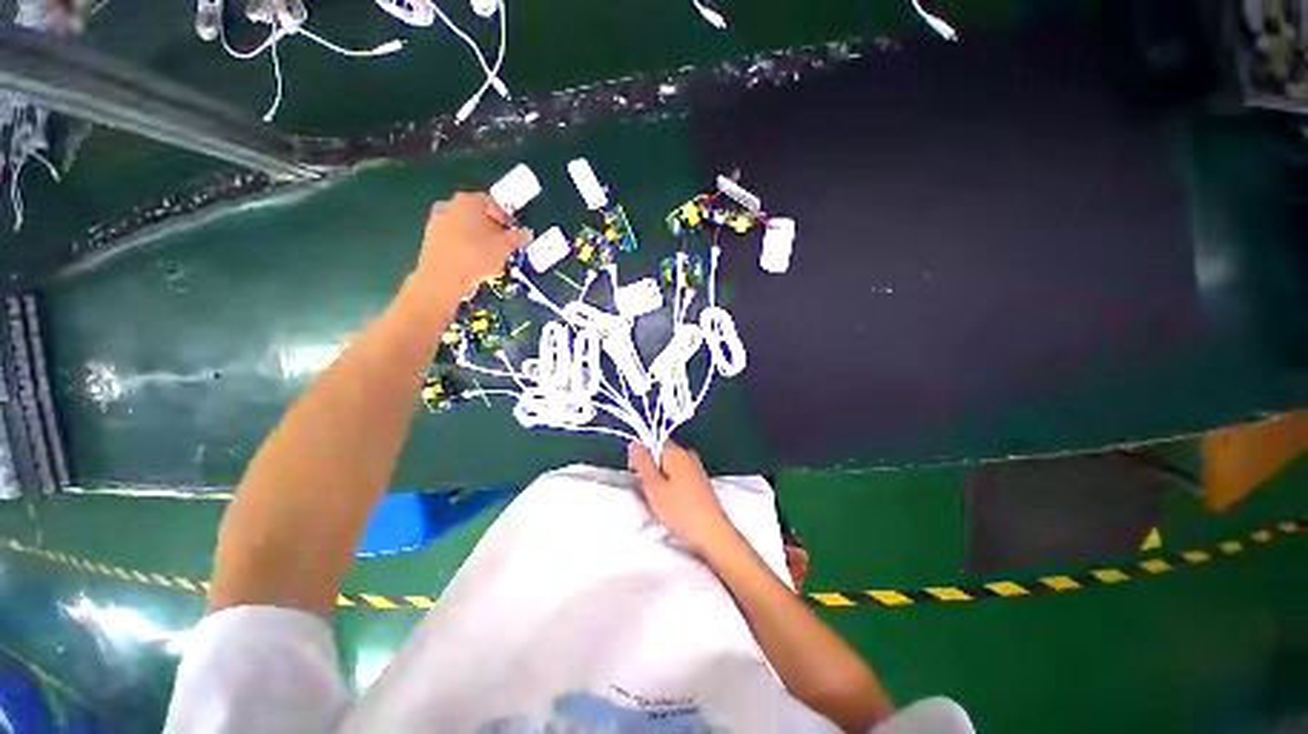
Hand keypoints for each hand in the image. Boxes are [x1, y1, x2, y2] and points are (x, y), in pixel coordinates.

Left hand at [415, 192, 531, 294]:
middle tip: (502, 241)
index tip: (512, 230)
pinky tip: (474, 260)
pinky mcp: (430, 239)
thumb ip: (517, 238)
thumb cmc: (476, 256)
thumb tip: (526, 233)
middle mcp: (449, 205)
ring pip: (463, 225)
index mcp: (468, 201)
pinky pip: (453, 237)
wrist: (442, 277)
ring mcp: (436, 221)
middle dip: (490, 226)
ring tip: (489, 253)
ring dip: (477, 236)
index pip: (490, 201)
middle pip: (475, 212)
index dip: (504, 215)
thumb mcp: (504, 247)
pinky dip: (465, 244)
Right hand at [629, 441, 735, 551]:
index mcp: (677, 452)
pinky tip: (673, 506)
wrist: (713, 534)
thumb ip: (643, 463)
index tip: (637, 476)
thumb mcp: (654, 487)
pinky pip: (679, 479)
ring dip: (661, 482)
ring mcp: (697, 469)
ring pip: (670, 469)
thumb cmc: (680, 510)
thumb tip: (635, 443)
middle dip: (651, 472)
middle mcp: (688, 455)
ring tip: (660, 503)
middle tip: (648, 493)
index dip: (643, 457)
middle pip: (662, 456)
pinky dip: (672, 489)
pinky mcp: (701, 483)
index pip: (654, 443)